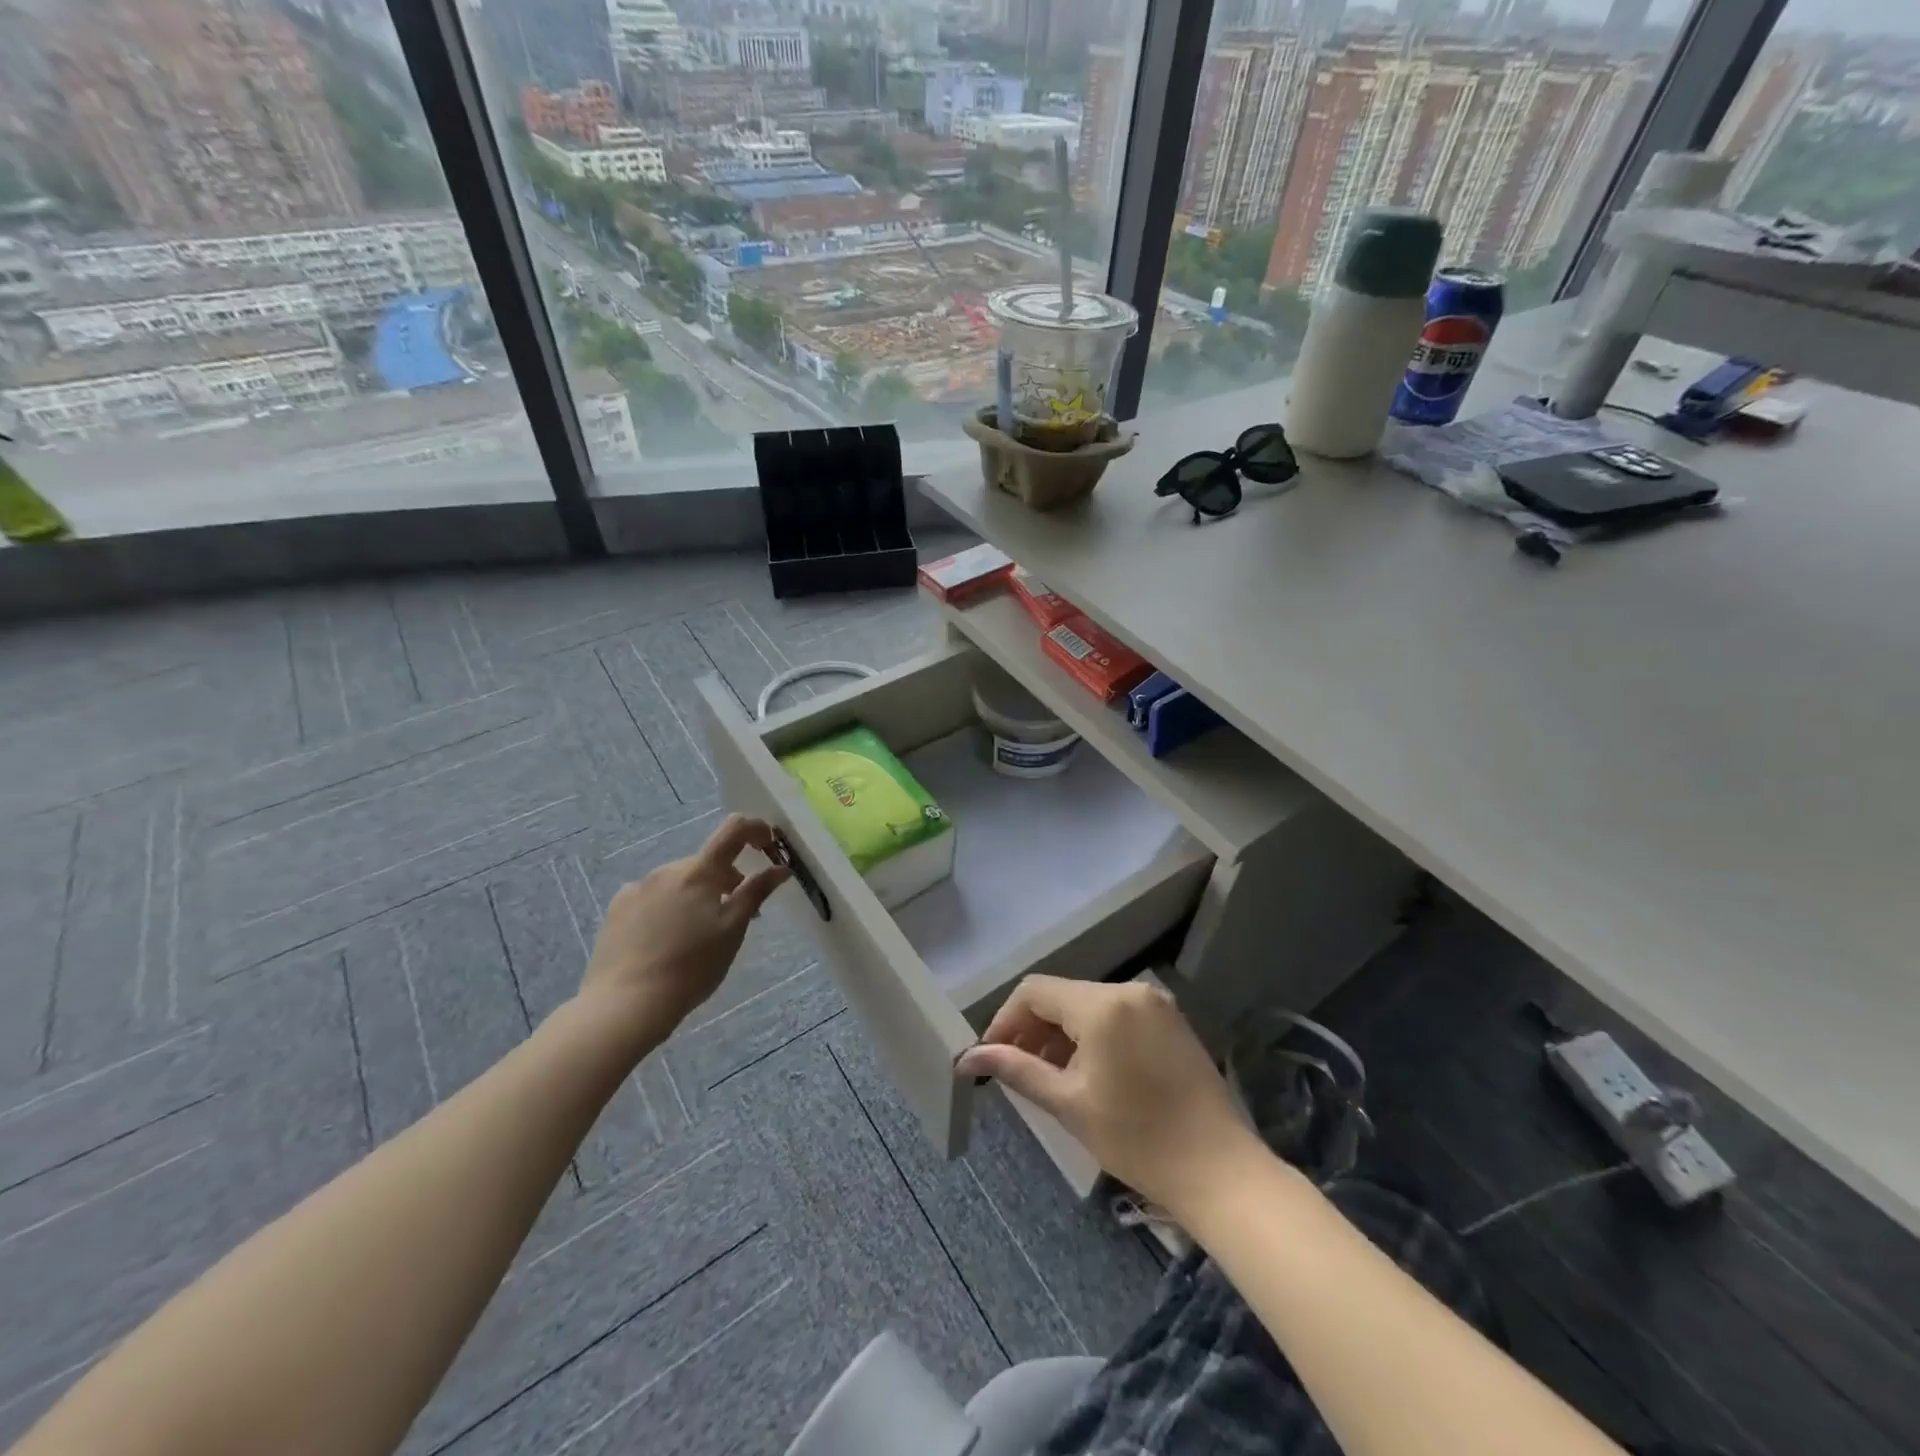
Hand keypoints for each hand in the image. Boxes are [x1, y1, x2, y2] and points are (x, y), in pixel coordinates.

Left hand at [577, 815, 789, 1049]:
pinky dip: (668, 906)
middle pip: (707, 862)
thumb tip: (781, 867)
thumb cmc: (692, 967)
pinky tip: (665, 938)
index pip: (734, 829)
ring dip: (697, 894)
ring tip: (697, 934)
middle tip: (736, 915)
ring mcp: (638, 887)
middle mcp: (668, 869)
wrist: (626, 1003)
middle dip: (727, 880)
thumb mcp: (733, 930)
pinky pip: (653, 896)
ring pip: (680, 880)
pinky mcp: (617, 908)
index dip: (756, 829)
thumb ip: (756, 892)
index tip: (769, 846)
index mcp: (700, 871)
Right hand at [956, 976, 1260, 1216]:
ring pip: (1089, 1004)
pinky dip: (1093, 1034)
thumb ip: (1016, 1069)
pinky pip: (1117, 1014)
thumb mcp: (1068, 1103)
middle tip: (1017, 1071)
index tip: (991, 1057)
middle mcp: (1129, 989)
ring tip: (1050, 1076)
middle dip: (1033, 1029)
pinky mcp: (1171, 1020)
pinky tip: (1088, 1071)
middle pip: (1062, 996)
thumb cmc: (1137, 1138)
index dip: (1005, 1020)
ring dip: (1062, 1033)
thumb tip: (968, 1057)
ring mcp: (1155, 1003)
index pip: (1034, 991)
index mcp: (1101, 1004)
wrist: (1220, 1171)